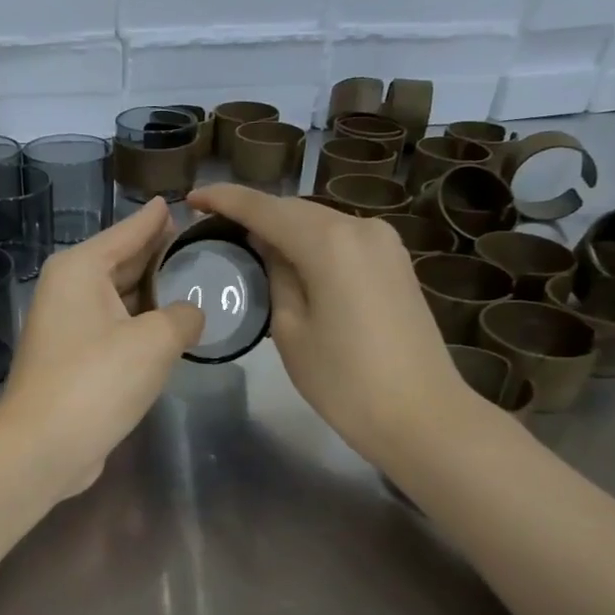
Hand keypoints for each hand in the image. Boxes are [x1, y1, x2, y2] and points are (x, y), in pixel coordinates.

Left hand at [0, 199, 204, 501]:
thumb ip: (182, 316)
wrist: (43, 447)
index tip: (182, 204)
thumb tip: (190, 314)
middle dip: (159, 255)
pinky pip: (114, 328)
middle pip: (122, 262)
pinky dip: (140, 325)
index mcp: (80, 269)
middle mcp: (68, 290)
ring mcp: (66, 326)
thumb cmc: (97, 382)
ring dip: (152, 294)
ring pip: (119, 298)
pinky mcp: (71, 359)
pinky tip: (170, 328)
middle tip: (202, 245)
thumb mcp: (153, 341)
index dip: (157, 220)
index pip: (128, 232)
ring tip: (196, 283)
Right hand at [188, 184, 474, 465]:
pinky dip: (311, 243)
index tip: (192, 198)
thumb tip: (268, 248)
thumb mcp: (290, 330)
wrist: (422, 415)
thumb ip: (276, 276)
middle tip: (215, 226)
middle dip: (254, 213)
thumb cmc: (345, 381)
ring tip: (247, 245)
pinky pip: (342, 240)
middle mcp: (361, 228)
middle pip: (295, 209)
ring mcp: (385, 243)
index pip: (265, 208)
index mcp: (329, 242)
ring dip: (283, 229)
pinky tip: (291, 261)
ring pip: (320, 223)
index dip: (225, 199)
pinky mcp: (396, 263)